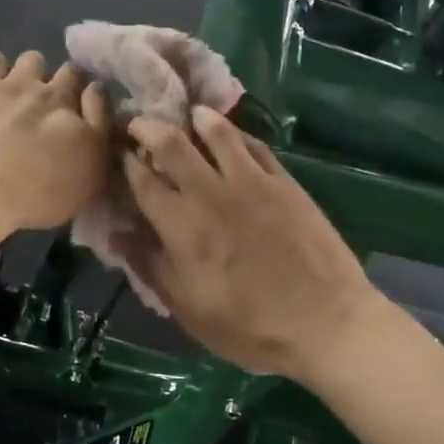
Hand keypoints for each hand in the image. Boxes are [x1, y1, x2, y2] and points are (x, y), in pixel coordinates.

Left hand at [0, 51, 112, 235]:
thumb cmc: (39, 190)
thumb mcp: (91, 166)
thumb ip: (99, 123)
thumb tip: (97, 88)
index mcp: (59, 100)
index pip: (75, 73)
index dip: (77, 84)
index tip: (76, 101)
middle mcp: (22, 84)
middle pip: (35, 60)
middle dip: (39, 74)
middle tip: (37, 103)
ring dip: (2, 70)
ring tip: (2, 94)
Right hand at [120, 107, 379, 380]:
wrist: (326, 323)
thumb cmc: (251, 328)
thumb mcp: (190, 311)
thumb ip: (151, 268)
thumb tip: (117, 234)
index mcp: (182, 228)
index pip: (141, 180)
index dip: (124, 162)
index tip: (117, 154)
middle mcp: (211, 194)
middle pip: (172, 144)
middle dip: (148, 128)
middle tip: (139, 124)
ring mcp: (252, 183)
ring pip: (216, 132)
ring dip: (195, 118)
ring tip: (188, 115)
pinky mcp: (285, 182)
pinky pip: (254, 145)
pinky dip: (235, 133)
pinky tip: (230, 134)